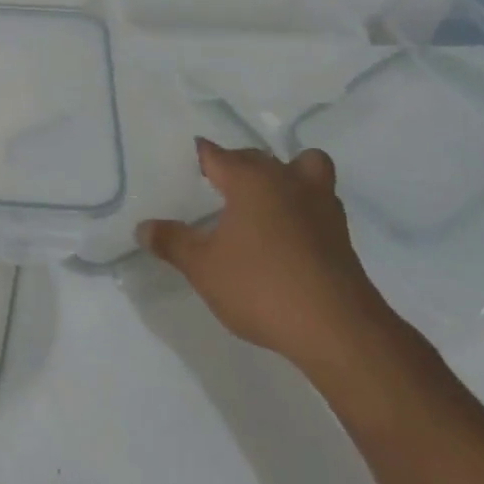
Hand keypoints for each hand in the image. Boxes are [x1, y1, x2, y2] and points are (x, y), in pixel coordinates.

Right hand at [140, 140, 401, 382]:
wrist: (337, 329)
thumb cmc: (261, 287)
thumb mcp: (202, 267)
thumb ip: (172, 242)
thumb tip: (143, 227)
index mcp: (251, 181)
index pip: (217, 155)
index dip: (200, 156)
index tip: (186, 161)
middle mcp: (287, 181)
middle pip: (257, 158)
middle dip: (236, 165)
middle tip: (214, 186)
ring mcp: (320, 205)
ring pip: (304, 168)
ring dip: (286, 174)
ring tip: (263, 201)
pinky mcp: (341, 233)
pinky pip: (318, 200)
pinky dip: (302, 205)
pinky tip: (286, 233)